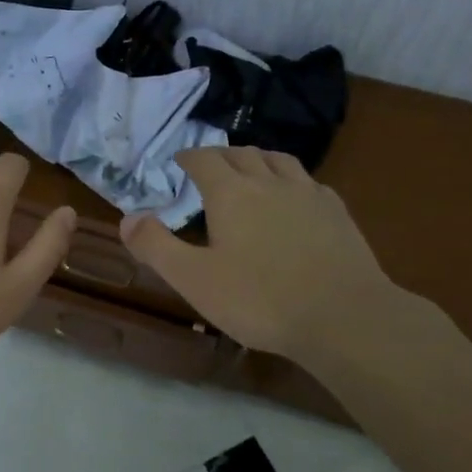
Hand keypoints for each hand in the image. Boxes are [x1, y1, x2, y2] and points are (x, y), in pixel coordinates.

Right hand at [120, 146, 403, 361]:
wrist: (344, 317)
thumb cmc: (261, 300)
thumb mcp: (195, 280)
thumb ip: (156, 246)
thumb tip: (127, 218)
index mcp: (231, 193)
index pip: (204, 159)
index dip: (188, 157)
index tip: (179, 161)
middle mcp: (269, 182)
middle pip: (242, 153)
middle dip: (221, 156)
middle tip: (209, 167)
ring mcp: (308, 194)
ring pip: (279, 160)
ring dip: (258, 159)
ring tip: (251, 171)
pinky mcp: (337, 212)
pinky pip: (309, 182)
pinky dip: (292, 181)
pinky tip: (295, 199)